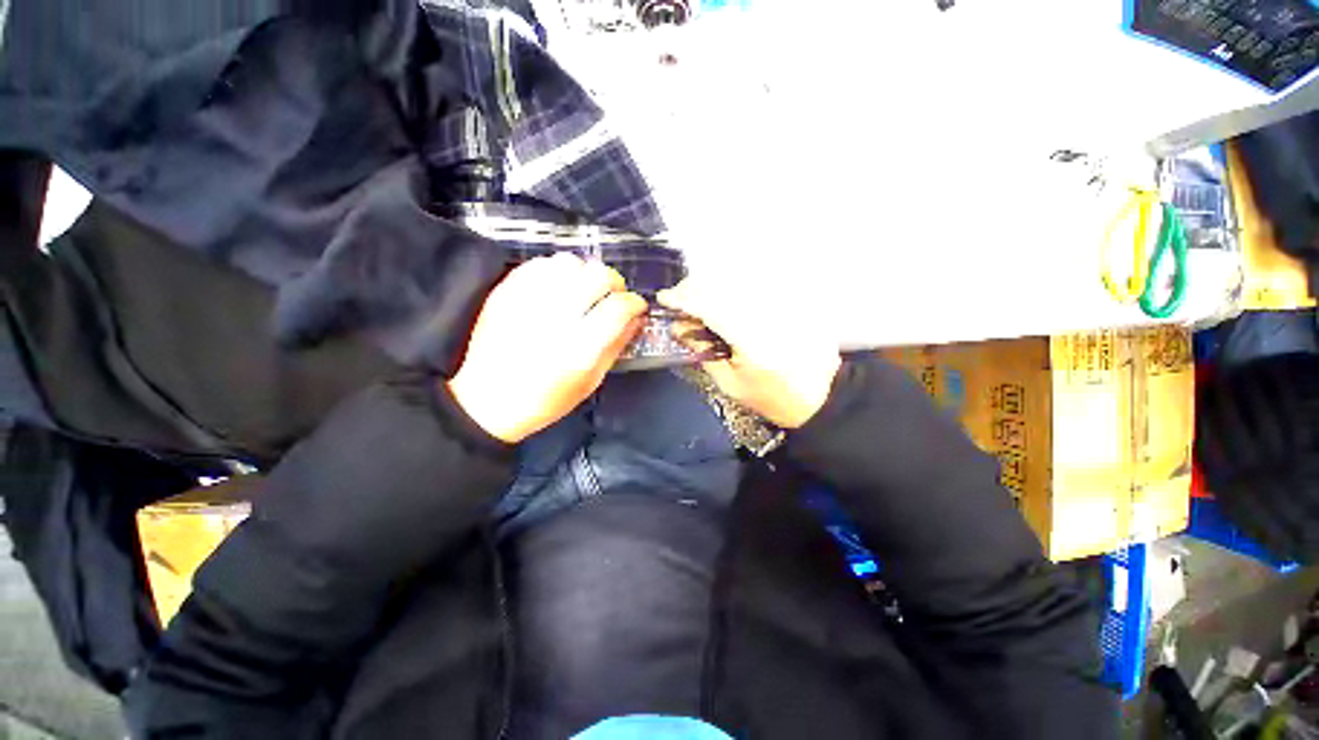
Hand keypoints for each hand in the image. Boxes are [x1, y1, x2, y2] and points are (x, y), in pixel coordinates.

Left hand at [449, 254, 646, 442]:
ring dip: (585, 273)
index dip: (635, 303)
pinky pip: (540, 263)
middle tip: (613, 296)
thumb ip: (616, 346)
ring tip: (585, 290)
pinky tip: (559, 287)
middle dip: (615, 283)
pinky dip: (557, 269)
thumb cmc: (545, 401)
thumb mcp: (590, 383)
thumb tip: (636, 319)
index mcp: (580, 348)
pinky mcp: (507, 293)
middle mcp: (556, 318)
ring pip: (570, 262)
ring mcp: (528, 301)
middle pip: (598, 276)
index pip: (619, 307)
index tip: (637, 307)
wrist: (486, 402)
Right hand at [658, 278, 840, 428]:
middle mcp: (767, 314)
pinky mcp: (792, 301)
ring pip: (738, 279)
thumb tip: (679, 328)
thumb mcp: (730, 384)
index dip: (683, 299)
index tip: (664, 299)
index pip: (710, 307)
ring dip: (711, 284)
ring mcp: (782, 304)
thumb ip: (703, 353)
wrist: (820, 396)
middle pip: (723, 284)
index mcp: (751, 340)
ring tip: (699, 299)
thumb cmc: (771, 397)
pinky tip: (724, 298)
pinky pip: (756, 283)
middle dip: (694, 287)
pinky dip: (733, 287)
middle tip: (680, 300)